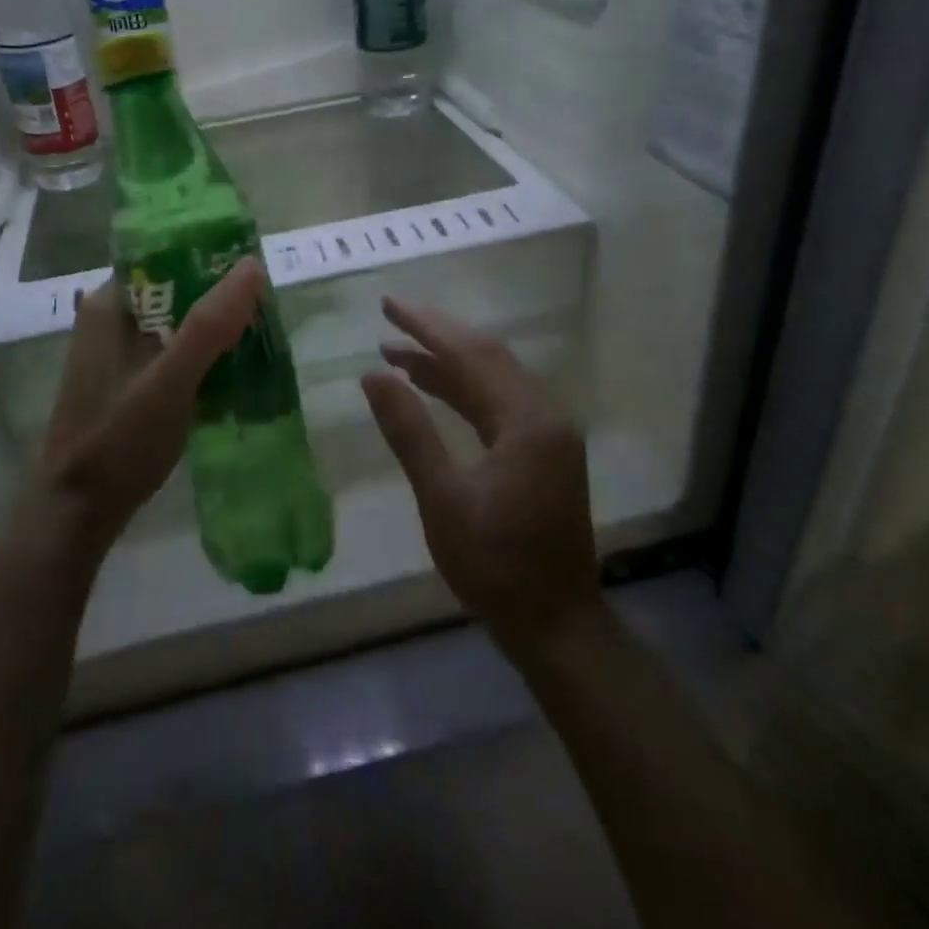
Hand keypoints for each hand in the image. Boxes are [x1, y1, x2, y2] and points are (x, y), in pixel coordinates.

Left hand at [31, 257, 265, 565]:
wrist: (79, 511)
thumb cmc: (119, 440)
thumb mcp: (169, 381)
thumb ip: (208, 326)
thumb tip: (250, 267)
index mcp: (110, 305)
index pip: (164, 258)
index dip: (209, 258)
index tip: (253, 270)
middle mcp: (110, 320)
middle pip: (174, 291)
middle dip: (218, 298)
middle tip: (267, 308)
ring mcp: (117, 353)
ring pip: (176, 324)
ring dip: (213, 329)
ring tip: (260, 335)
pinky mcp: (128, 382)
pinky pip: (172, 353)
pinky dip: (201, 356)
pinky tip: (233, 370)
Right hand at [361, 298, 599, 655]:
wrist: (555, 623)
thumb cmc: (495, 565)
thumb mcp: (443, 498)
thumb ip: (409, 431)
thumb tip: (373, 375)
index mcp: (527, 420)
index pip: (471, 354)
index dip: (427, 326)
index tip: (388, 305)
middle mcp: (544, 414)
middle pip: (486, 356)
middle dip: (437, 333)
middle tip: (390, 315)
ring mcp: (547, 432)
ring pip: (492, 378)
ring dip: (446, 362)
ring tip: (396, 351)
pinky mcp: (542, 451)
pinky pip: (497, 403)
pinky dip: (461, 390)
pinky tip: (430, 387)